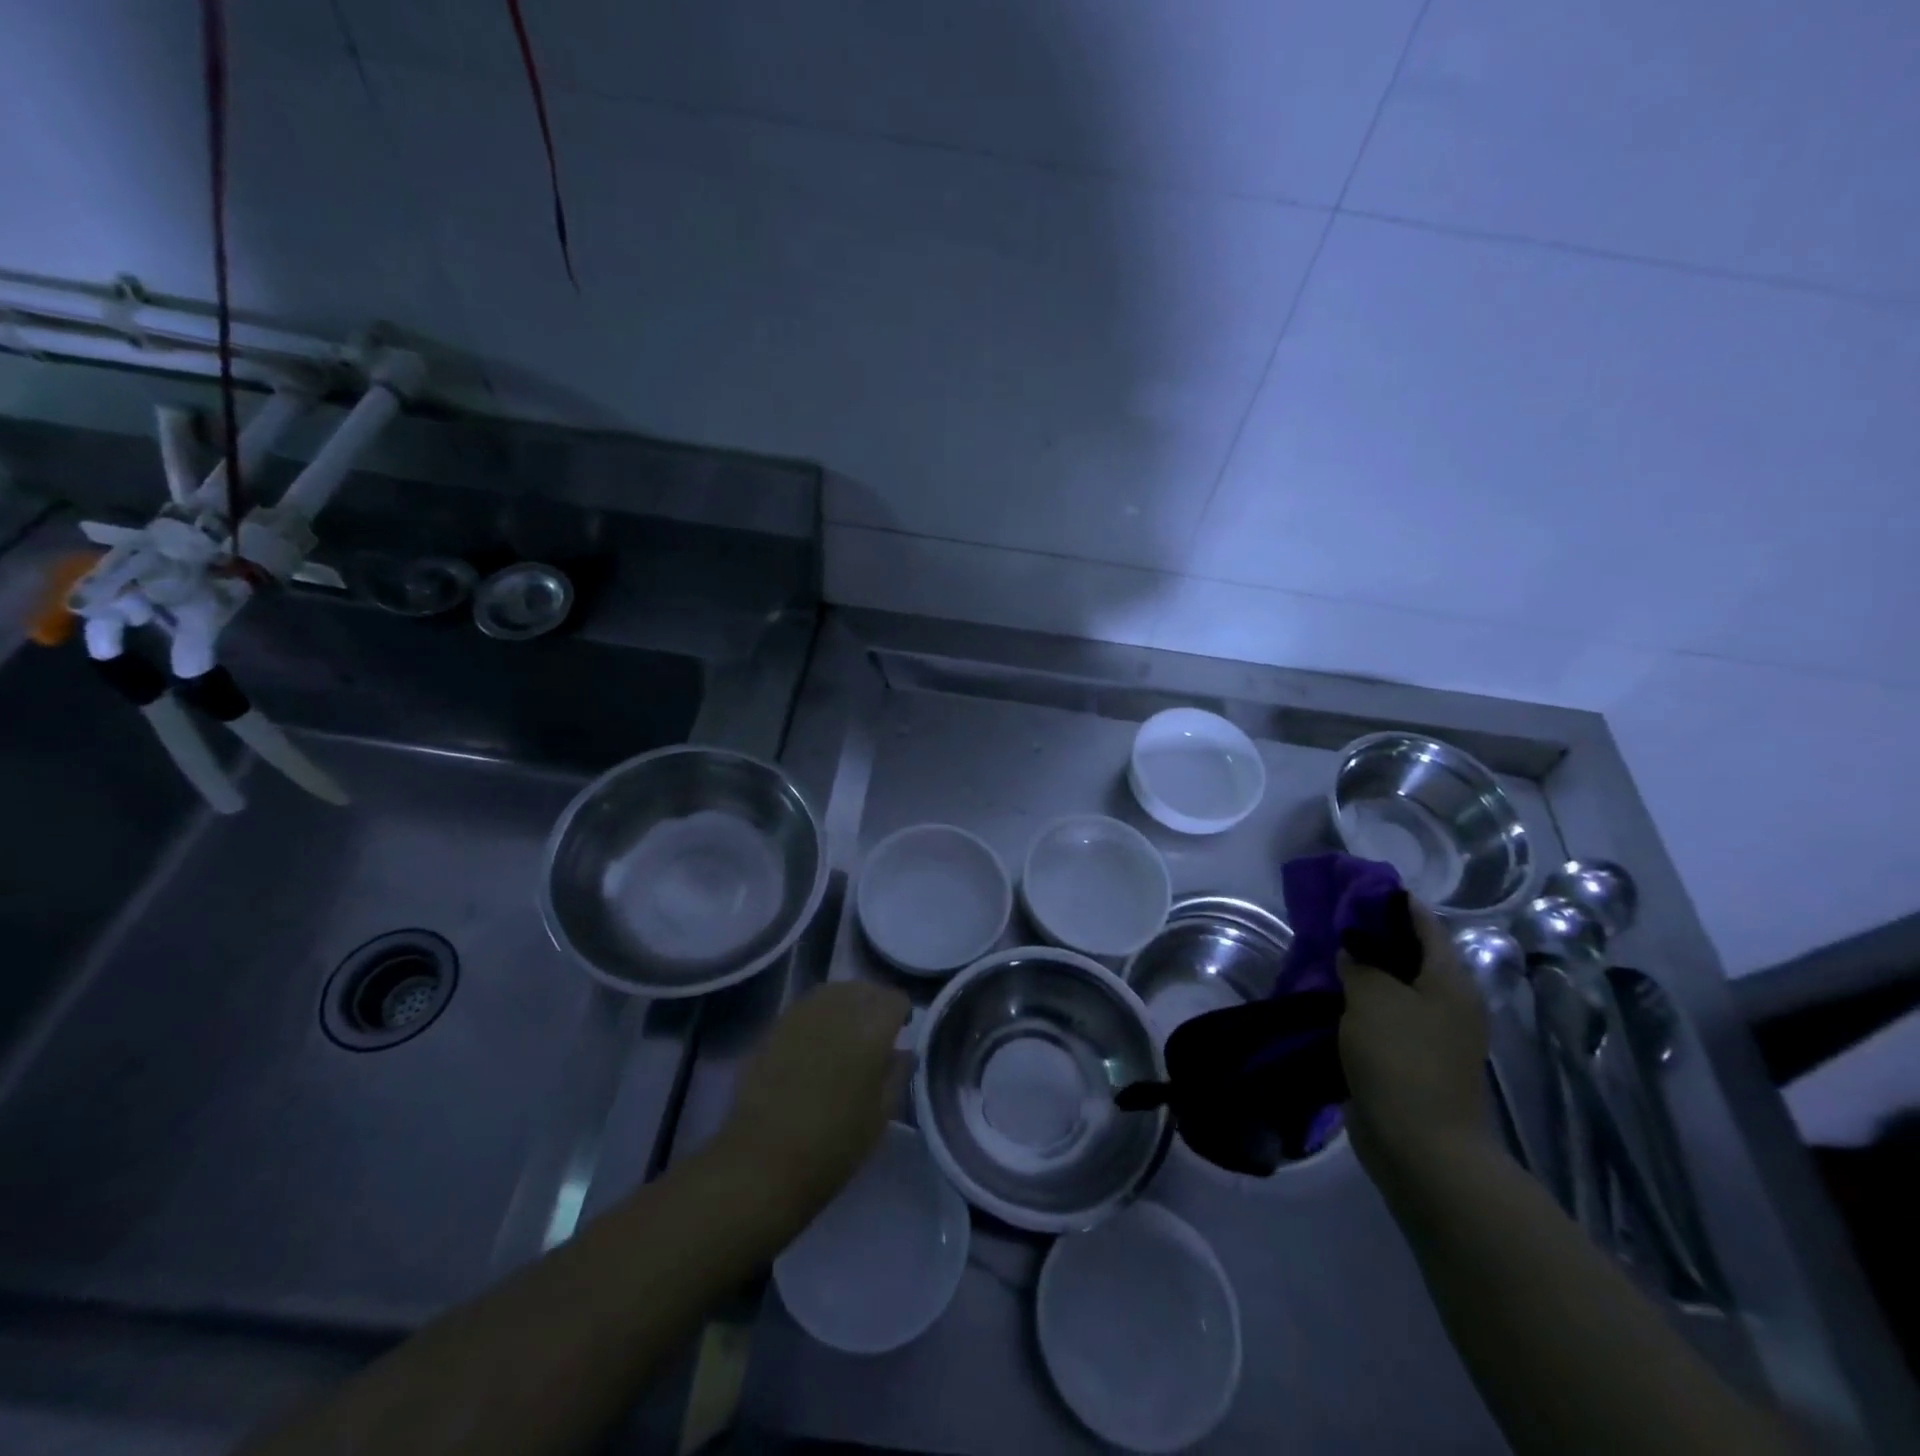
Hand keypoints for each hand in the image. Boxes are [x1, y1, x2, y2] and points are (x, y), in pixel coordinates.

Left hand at [718, 981, 910, 1217]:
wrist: (762, 1163)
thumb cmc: (833, 1147)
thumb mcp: (881, 1116)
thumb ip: (897, 1074)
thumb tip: (902, 1050)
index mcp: (871, 1029)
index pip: (895, 999)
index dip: (902, 1014)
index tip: (901, 1033)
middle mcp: (838, 1010)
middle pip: (864, 989)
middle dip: (875, 1005)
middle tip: (876, 1033)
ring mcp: (802, 1014)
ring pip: (834, 991)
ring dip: (847, 1004)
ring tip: (847, 1032)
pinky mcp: (776, 1026)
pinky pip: (807, 1006)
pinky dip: (820, 1014)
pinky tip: (817, 1041)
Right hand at [1338, 899, 1491, 1184]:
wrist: (1420, 1146)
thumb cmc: (1402, 1060)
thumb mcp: (1373, 997)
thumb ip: (1361, 963)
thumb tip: (1353, 949)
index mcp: (1450, 981)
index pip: (1423, 924)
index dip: (1392, 901)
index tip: (1353, 886)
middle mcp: (1447, 1003)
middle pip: (1407, 955)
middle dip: (1369, 937)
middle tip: (1327, 922)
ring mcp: (1430, 1035)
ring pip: (1391, 989)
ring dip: (1359, 974)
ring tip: (1320, 957)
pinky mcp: (1409, 1060)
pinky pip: (1381, 1019)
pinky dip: (1356, 1006)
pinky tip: (1326, 999)